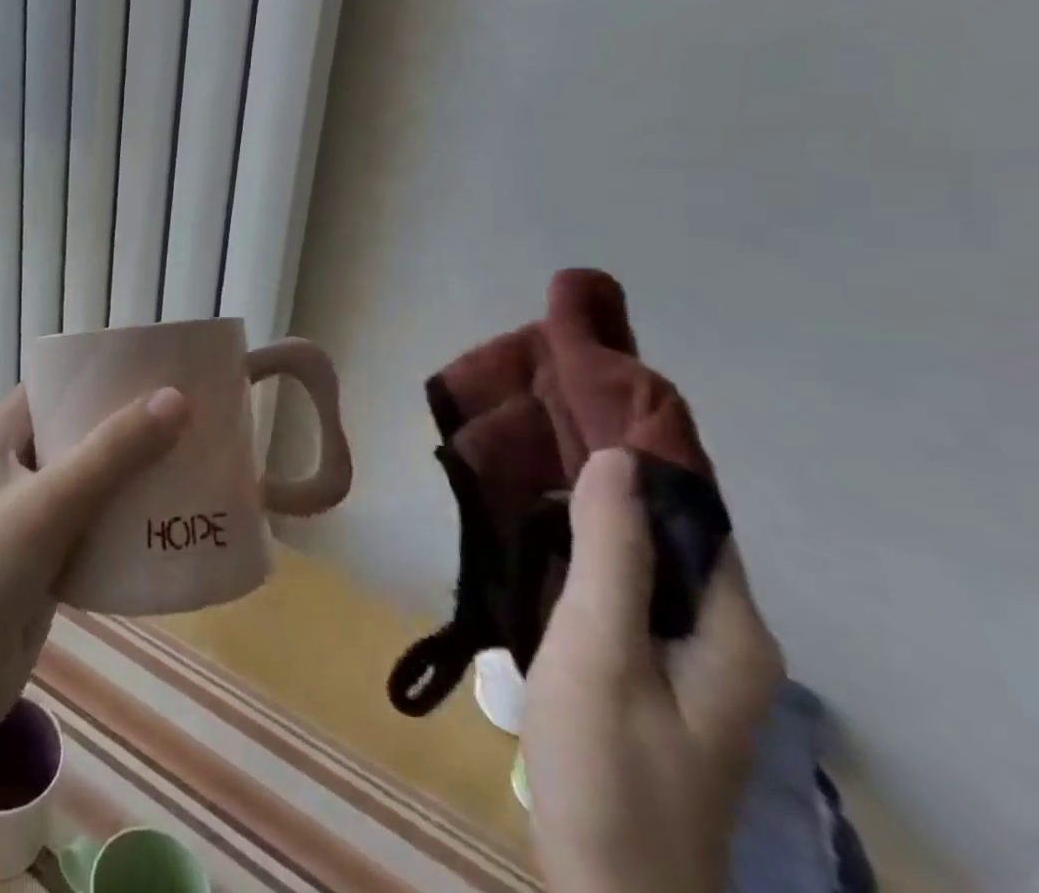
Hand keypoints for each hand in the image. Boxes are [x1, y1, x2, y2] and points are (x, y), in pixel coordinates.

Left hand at [0, 383, 191, 738]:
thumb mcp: (47, 504)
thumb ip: (112, 453)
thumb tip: (177, 397)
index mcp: (4, 440)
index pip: (56, 387)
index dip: (101, 374)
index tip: (158, 367)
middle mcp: (18, 471)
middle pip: (81, 434)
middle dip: (131, 428)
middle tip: (192, 417)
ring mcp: (32, 520)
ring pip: (93, 485)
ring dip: (135, 478)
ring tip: (195, 463)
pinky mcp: (47, 565)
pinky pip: (96, 532)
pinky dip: (128, 526)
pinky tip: (172, 525)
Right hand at [524, 449, 783, 892]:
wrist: (607, 890)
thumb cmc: (608, 764)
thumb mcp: (599, 646)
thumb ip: (612, 551)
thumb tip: (617, 455)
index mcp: (733, 630)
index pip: (697, 515)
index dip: (644, 460)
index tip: (578, 411)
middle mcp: (723, 641)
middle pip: (669, 538)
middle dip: (607, 485)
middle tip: (534, 438)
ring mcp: (686, 665)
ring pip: (640, 566)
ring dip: (589, 522)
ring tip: (524, 475)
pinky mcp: (648, 680)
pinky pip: (621, 597)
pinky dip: (581, 560)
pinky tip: (533, 543)